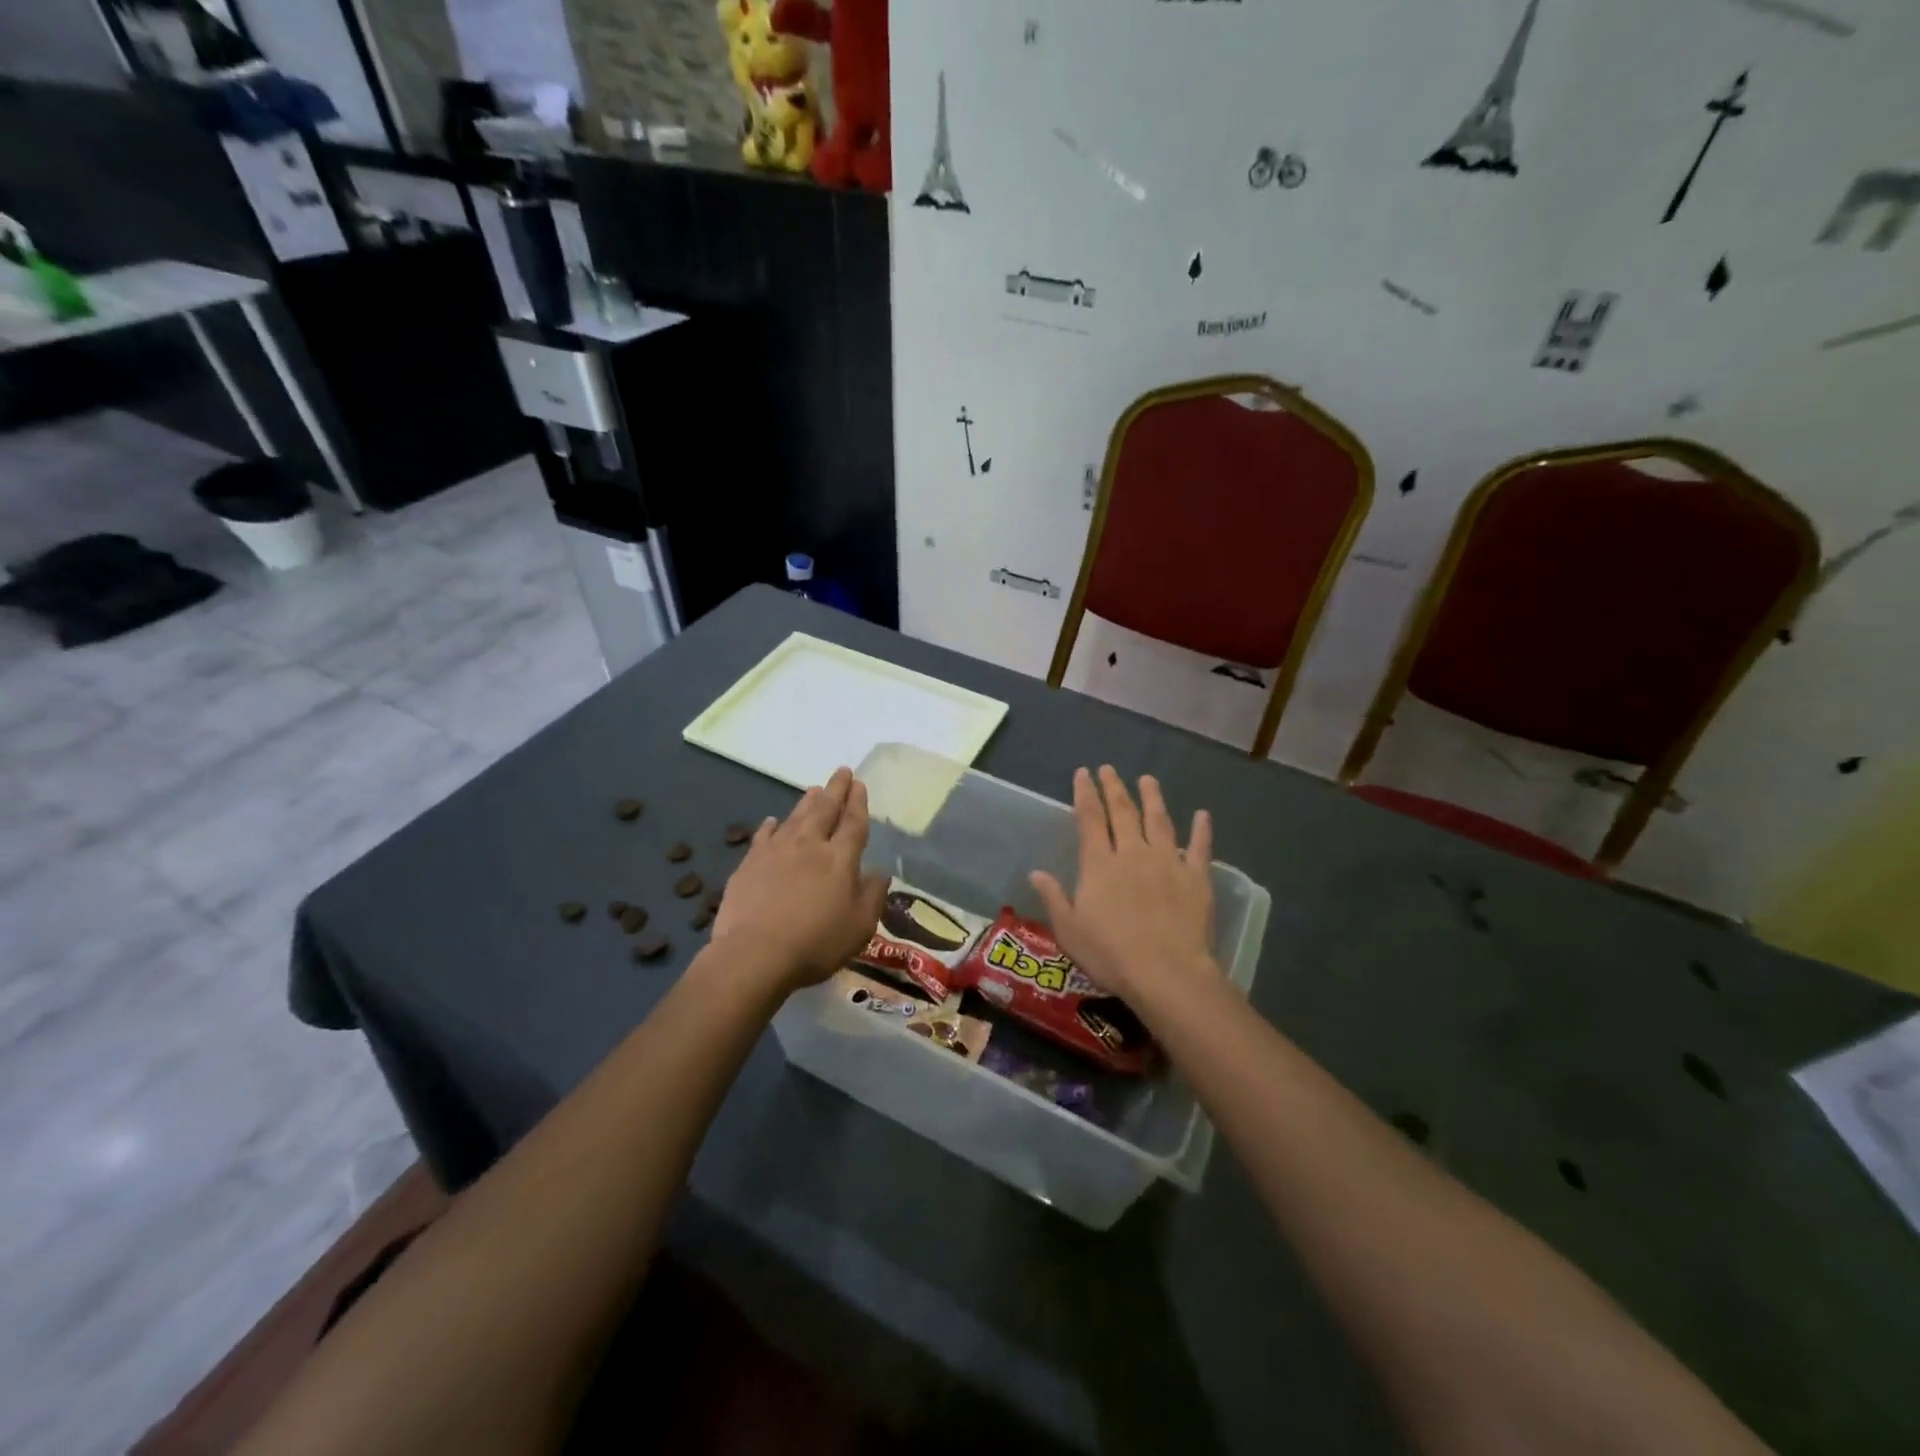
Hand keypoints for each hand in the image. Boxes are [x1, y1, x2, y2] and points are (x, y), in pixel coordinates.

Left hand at [711, 767, 887, 994]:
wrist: (755, 954)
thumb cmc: (816, 943)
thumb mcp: (860, 926)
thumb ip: (872, 895)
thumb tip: (880, 872)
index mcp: (840, 859)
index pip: (853, 823)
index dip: (858, 803)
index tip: (859, 784)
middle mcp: (809, 846)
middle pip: (825, 810)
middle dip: (835, 789)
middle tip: (842, 771)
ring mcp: (776, 852)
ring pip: (795, 818)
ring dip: (806, 801)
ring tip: (814, 789)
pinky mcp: (750, 864)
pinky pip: (763, 836)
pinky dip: (770, 826)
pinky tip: (772, 821)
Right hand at [1029, 766, 1220, 1006]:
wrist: (1167, 973)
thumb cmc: (1111, 955)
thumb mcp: (1069, 930)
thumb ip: (1054, 897)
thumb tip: (1036, 872)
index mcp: (1099, 864)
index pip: (1090, 819)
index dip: (1085, 793)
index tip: (1083, 773)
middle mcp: (1133, 853)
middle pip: (1123, 812)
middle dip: (1114, 788)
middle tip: (1109, 769)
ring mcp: (1168, 862)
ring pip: (1159, 820)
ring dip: (1152, 797)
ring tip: (1148, 779)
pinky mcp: (1196, 877)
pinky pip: (1200, 847)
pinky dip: (1201, 829)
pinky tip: (1203, 814)